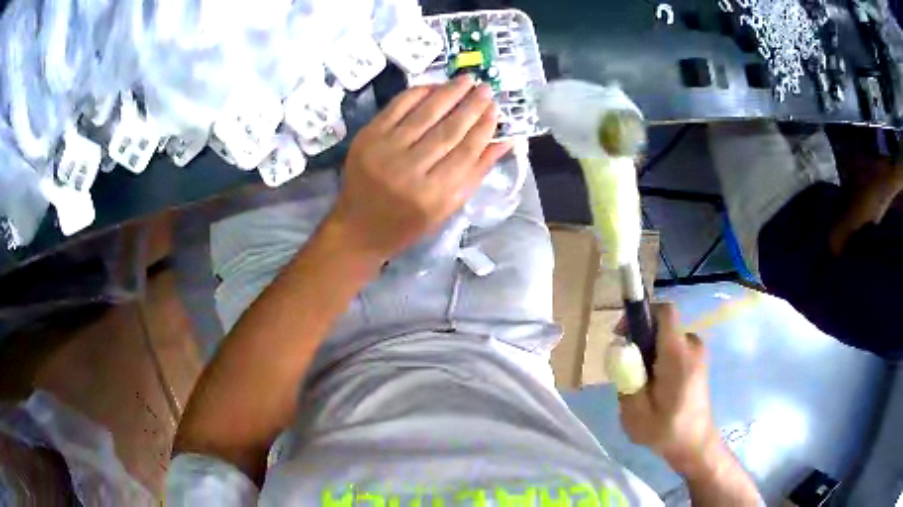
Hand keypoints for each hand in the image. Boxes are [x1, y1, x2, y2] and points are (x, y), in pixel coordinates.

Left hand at [327, 76, 511, 263]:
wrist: (358, 227)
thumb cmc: (407, 224)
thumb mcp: (447, 209)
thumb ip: (476, 173)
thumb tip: (505, 141)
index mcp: (433, 195)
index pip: (466, 151)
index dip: (484, 127)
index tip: (496, 109)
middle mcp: (409, 171)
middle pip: (448, 130)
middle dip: (471, 106)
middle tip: (485, 88)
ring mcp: (385, 151)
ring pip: (425, 114)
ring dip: (449, 93)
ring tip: (467, 80)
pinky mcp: (367, 137)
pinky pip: (398, 107)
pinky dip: (418, 93)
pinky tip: (435, 86)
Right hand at [618, 303, 721, 477]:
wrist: (696, 444)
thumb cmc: (666, 431)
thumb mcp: (636, 413)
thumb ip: (626, 379)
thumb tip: (620, 353)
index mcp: (678, 355)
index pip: (664, 312)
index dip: (640, 314)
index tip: (622, 335)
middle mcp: (692, 345)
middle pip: (662, 325)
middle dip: (640, 340)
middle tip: (627, 368)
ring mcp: (698, 352)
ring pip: (667, 337)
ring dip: (650, 351)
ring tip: (641, 382)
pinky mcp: (698, 360)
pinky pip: (674, 346)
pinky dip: (661, 357)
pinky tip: (656, 385)